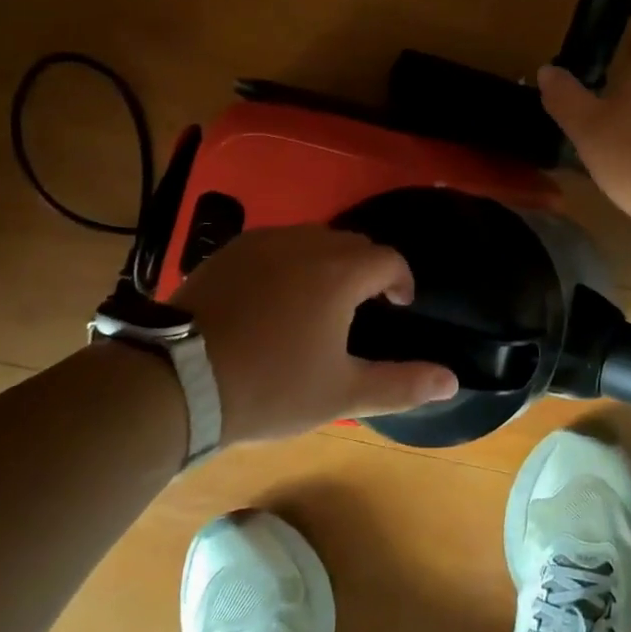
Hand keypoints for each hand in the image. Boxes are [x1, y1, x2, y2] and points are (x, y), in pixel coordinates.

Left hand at [171, 225, 459, 443]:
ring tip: (319, 299)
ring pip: (312, 239)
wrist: (178, 379)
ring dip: (328, 261)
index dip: (401, 280)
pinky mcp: (230, 250)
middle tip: (362, 305)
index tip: (398, 305)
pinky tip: (274, 295)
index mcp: (340, 271)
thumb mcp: (341, 393)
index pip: (388, 259)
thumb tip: (452, 381)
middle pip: (352, 243)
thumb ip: (401, 384)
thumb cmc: (270, 386)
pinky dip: (289, 261)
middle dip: (366, 269)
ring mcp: (264, 241)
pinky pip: (275, 244)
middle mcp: (306, 242)